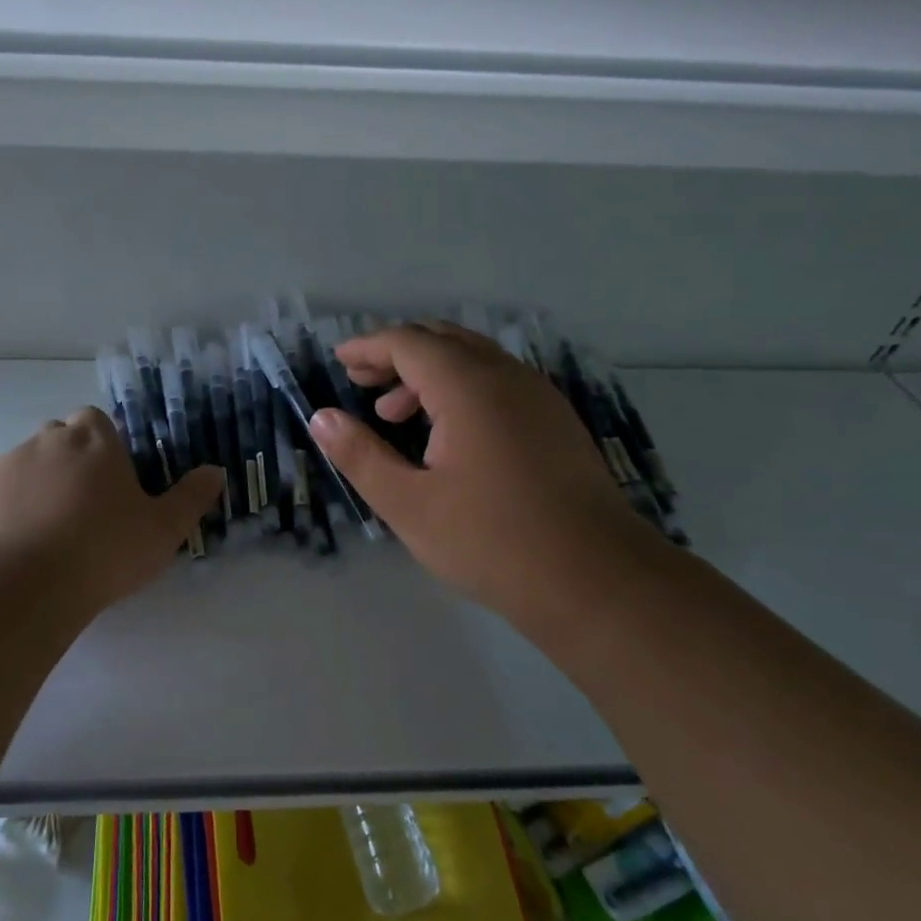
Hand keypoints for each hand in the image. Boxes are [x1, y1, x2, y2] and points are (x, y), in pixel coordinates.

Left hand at [0, 407, 223, 614]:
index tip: (110, 481)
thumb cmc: (104, 550)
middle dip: (70, 463)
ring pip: (27, 465)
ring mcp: (7, 464)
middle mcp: (48, 440)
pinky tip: (18, 546)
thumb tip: (217, 471)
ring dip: (39, 486)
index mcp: (94, 440)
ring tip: (49, 534)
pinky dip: (8, 508)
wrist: (24, 584)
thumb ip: (191, 497)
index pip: (96, 421)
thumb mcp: (163, 529)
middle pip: (59, 439)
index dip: (102, 446)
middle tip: (84, 509)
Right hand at [308, 324, 667, 621]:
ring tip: (394, 413)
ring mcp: (539, 397)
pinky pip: (499, 383)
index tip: (339, 360)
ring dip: (428, 373)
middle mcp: (507, 377)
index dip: (368, 346)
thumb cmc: (492, 542)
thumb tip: (321, 418)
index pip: (408, 342)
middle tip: (360, 380)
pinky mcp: (556, 422)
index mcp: (468, 386)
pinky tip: (448, 434)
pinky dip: (461, 389)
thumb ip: (360, 456)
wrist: (598, 581)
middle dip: (396, 353)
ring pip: (474, 360)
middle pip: (442, 340)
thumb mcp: (408, 504)